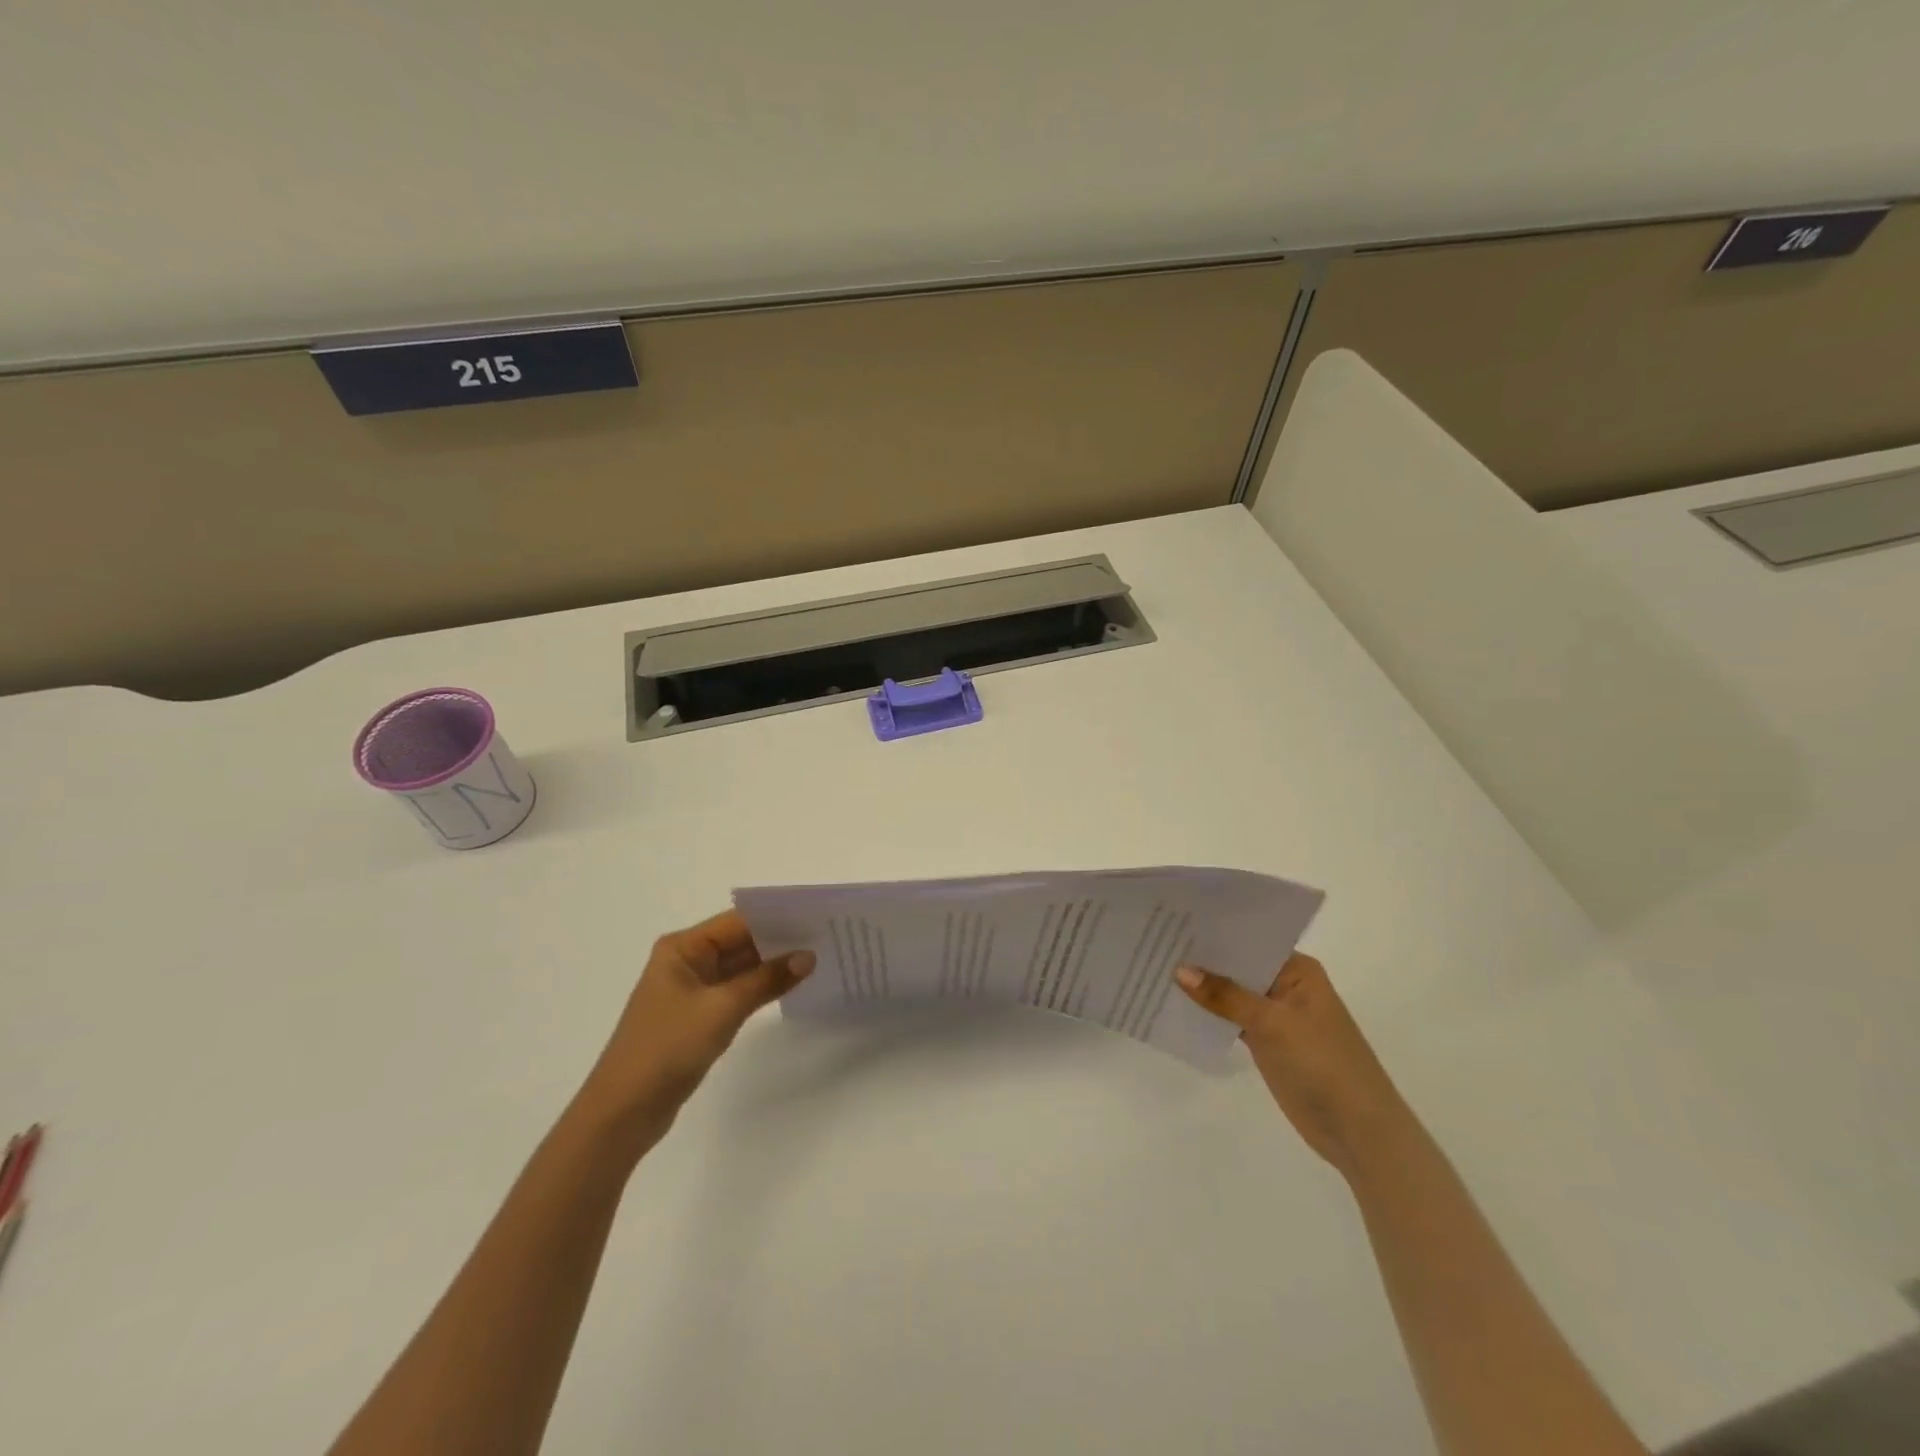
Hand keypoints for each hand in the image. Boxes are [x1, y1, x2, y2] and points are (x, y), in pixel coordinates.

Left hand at [575, 911, 814, 1145]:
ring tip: (817, 958)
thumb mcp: (722, 1009)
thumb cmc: (667, 1048)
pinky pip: (736, 992)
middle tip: (825, 937)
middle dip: (779, 940)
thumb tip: (808, 957)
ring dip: (772, 966)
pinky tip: (790, 986)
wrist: (623, 1112)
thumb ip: (766, 980)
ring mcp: (691, 990)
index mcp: (682, 948)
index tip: (815, 916)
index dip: (776, 917)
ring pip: (740, 968)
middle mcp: (685, 961)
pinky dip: (760, 989)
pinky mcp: (697, 1017)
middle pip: (740, 942)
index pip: (737, 921)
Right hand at [1175, 954, 1407, 1177]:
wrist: (1358, 1131)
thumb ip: (1225, 996)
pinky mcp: (1266, 1042)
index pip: (1249, 940)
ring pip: (1231, 994)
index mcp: (1297, 970)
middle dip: (1202, 959)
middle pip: (1237, 966)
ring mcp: (1275, 1015)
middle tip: (1155, 942)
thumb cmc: (1322, 1063)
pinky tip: (1175, 1006)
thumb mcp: (1272, 1023)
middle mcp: (1286, 985)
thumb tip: (1179, 969)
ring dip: (1202, 988)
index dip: (1213, 933)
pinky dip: (1209, 1015)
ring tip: (1155, 968)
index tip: (1173, 923)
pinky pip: (1230, 1019)